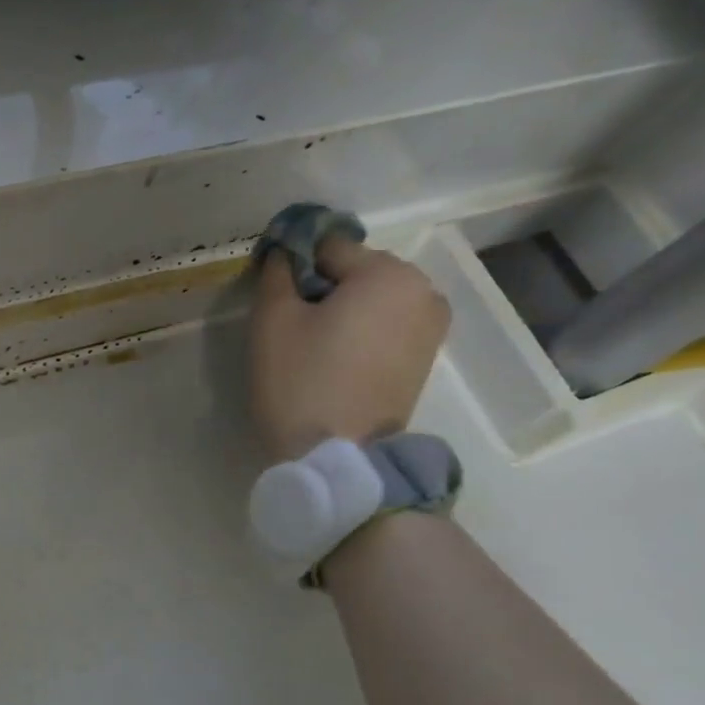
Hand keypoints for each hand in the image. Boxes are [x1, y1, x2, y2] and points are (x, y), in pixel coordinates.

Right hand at [249, 235, 450, 459]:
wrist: (337, 457)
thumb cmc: (301, 383)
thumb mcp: (272, 321)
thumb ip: (276, 274)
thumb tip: (284, 254)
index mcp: (387, 273)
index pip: (327, 247)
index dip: (293, 266)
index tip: (273, 298)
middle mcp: (422, 289)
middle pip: (356, 271)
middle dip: (323, 289)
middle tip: (292, 328)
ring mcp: (432, 325)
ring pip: (372, 300)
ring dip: (343, 312)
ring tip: (314, 349)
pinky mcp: (426, 357)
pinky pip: (387, 326)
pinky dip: (362, 333)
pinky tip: (338, 362)